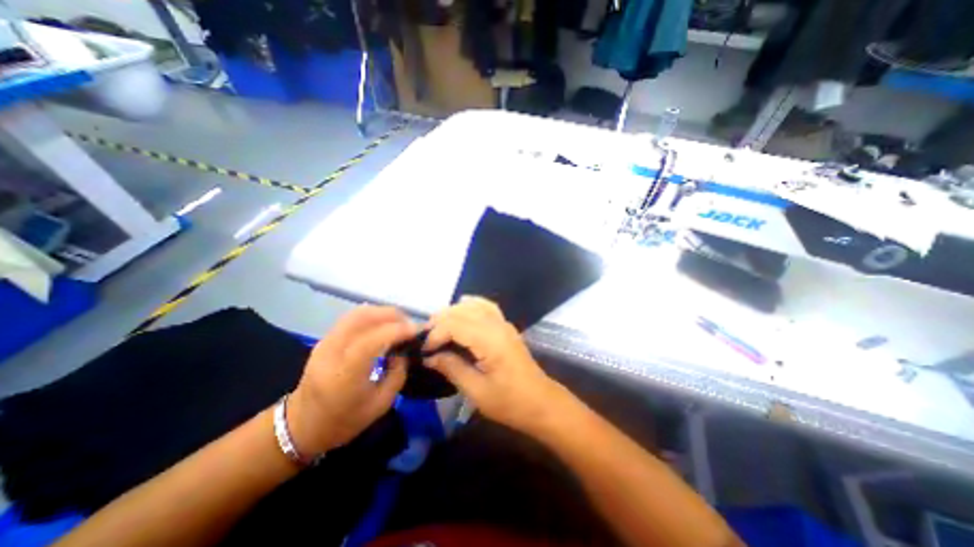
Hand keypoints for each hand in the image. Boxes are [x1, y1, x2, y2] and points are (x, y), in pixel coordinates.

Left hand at [286, 305, 414, 454]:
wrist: (302, 426)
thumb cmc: (344, 420)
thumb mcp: (381, 404)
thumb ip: (397, 373)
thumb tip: (404, 351)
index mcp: (345, 373)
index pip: (373, 339)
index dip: (398, 330)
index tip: (417, 331)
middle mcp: (333, 351)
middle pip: (364, 317)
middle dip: (392, 315)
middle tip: (410, 325)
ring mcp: (326, 342)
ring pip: (358, 313)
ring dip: (382, 312)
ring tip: (399, 322)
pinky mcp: (326, 339)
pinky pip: (352, 318)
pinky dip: (372, 315)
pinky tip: (383, 324)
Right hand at [425, 296, 572, 432]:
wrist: (541, 402)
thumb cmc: (510, 402)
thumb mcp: (477, 391)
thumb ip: (452, 369)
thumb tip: (430, 358)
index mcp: (490, 341)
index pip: (455, 325)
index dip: (435, 334)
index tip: (425, 351)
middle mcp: (497, 325)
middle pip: (462, 310)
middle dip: (440, 320)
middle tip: (426, 338)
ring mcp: (504, 323)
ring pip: (474, 304)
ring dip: (453, 312)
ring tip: (439, 326)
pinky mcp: (506, 326)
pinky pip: (486, 306)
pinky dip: (470, 306)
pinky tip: (461, 313)